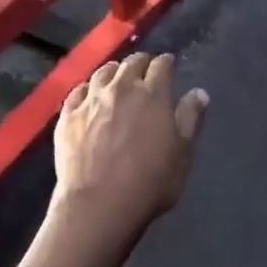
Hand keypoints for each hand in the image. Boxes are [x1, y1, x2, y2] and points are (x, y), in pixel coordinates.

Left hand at [53, 53, 208, 228]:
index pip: (161, 66)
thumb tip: (199, 92)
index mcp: (152, 94)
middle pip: (131, 63)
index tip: (169, 65)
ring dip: (114, 71)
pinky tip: (89, 94)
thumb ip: (190, 119)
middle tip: (146, 69)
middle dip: (141, 62)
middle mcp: (120, 88)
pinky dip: (88, 88)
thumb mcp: (182, 154)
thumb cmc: (149, 182)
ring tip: (118, 76)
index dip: (167, 63)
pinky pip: (78, 91)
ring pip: (103, 72)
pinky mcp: (68, 115)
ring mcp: (90, 100)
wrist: (98, 204)